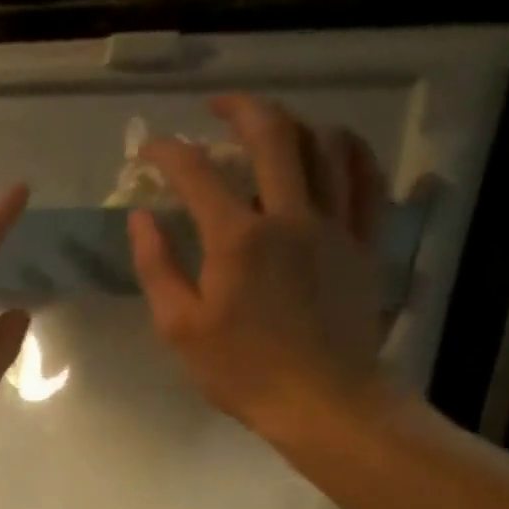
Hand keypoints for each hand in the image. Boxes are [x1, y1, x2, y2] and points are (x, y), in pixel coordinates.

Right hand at [127, 95, 392, 444]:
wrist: (322, 401)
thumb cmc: (241, 370)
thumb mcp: (180, 327)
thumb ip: (157, 267)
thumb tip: (141, 218)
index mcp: (237, 239)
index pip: (197, 174)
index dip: (168, 152)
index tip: (149, 148)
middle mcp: (290, 216)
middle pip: (273, 135)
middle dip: (240, 109)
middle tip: (215, 107)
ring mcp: (336, 225)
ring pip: (325, 145)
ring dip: (293, 122)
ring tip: (270, 124)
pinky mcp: (365, 242)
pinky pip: (367, 178)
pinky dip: (349, 150)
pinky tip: (332, 146)